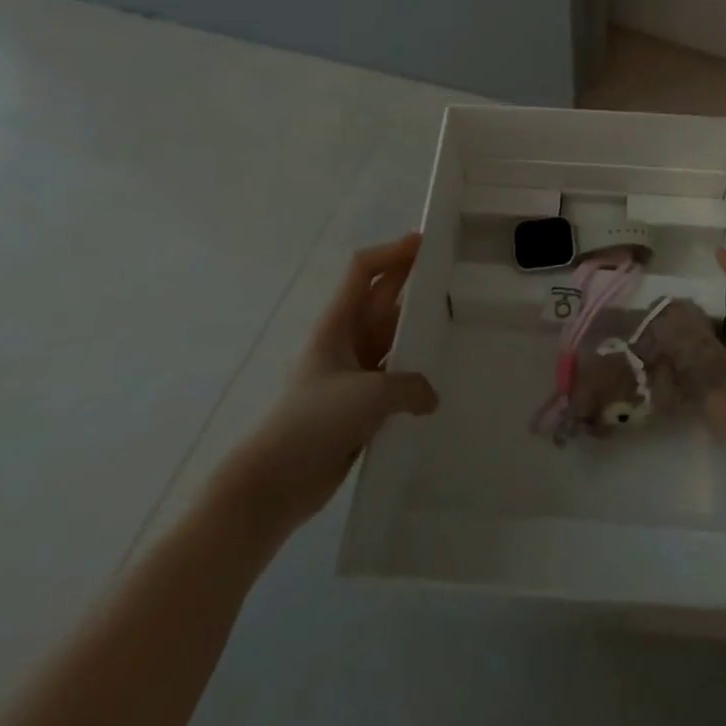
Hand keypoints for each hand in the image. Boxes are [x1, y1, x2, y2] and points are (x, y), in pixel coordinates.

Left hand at [216, 234, 438, 541]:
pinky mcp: (355, 406)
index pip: (363, 271)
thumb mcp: (370, 395)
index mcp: (336, 324)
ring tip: (450, 323)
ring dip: (413, 329)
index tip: (424, 243)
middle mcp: (343, 341)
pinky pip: (390, 378)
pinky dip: (410, 374)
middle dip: (408, 280)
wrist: (275, 483)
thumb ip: (410, 387)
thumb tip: (430, 397)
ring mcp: (349, 374)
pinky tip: (435, 381)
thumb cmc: (315, 422)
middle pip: (379, 299)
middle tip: (446, 270)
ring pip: (388, 338)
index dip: (391, 252)